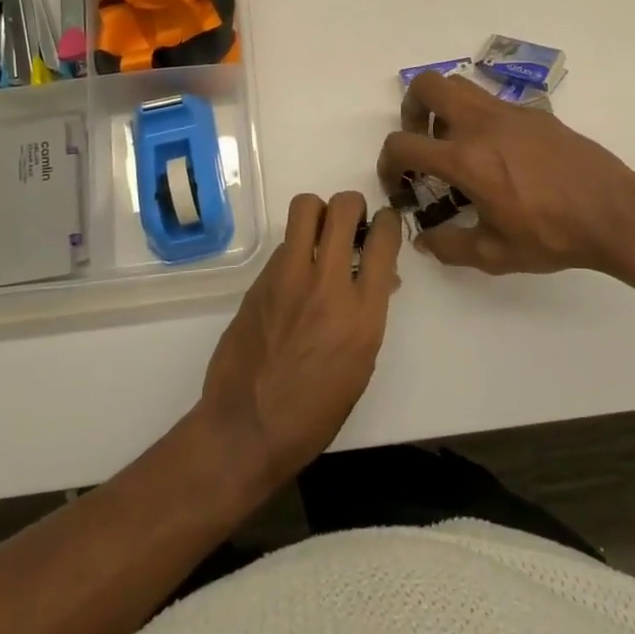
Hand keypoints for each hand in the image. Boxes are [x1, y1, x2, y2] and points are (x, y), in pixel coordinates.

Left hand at [197, 192, 400, 489]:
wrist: (246, 428)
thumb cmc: (314, 412)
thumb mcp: (360, 365)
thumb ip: (370, 313)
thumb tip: (380, 280)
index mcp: (363, 314)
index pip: (383, 240)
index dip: (388, 222)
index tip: (384, 224)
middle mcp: (327, 285)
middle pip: (343, 208)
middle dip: (353, 205)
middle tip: (352, 222)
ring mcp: (288, 278)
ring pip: (306, 208)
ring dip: (319, 213)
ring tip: (320, 235)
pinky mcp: (260, 280)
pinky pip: (284, 243)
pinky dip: (296, 248)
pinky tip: (295, 275)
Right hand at [377, 70, 634, 278]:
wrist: (614, 212)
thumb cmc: (552, 235)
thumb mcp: (494, 254)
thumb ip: (449, 246)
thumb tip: (424, 239)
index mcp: (465, 159)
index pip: (403, 143)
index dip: (388, 163)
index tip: (398, 183)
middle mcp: (481, 124)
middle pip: (427, 86)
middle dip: (411, 109)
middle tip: (422, 141)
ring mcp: (509, 112)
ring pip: (460, 85)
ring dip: (444, 107)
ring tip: (455, 143)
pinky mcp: (534, 113)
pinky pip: (492, 101)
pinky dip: (479, 117)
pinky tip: (499, 154)